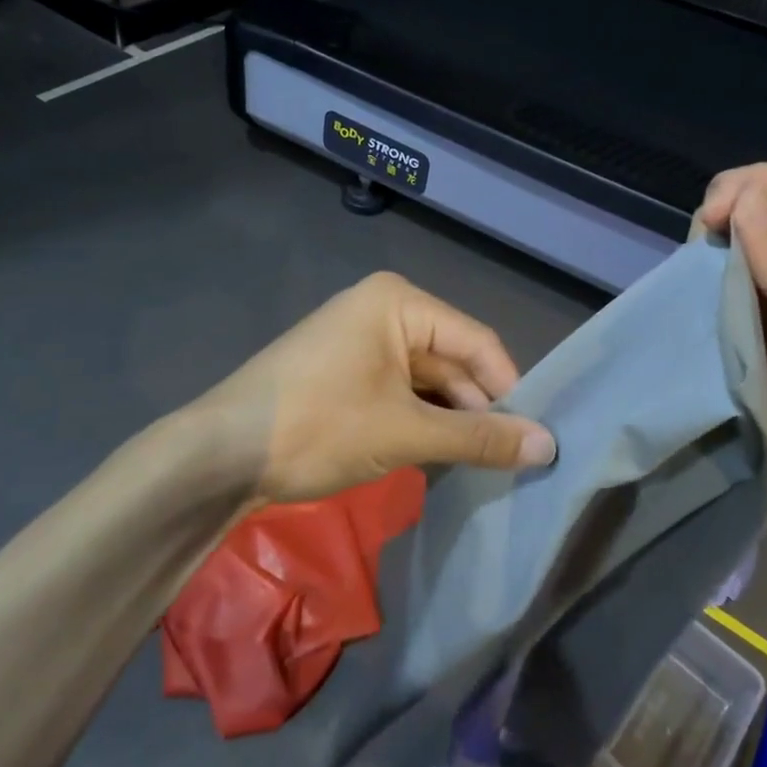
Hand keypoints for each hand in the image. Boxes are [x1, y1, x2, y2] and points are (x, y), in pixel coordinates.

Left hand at [193, 271, 556, 503]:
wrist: (217, 455)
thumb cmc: (317, 426)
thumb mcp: (405, 432)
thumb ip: (478, 437)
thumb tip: (548, 446)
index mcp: (399, 302)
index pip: (476, 342)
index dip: (508, 388)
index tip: (533, 437)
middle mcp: (382, 310)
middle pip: (451, 359)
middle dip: (478, 409)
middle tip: (510, 460)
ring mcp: (359, 340)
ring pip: (425, 379)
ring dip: (450, 419)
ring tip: (481, 465)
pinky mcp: (344, 371)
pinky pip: (398, 390)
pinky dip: (420, 420)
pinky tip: (439, 456)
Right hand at [698, 164, 766, 540]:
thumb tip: (738, 200)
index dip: (736, 195)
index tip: (709, 228)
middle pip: (737, 221)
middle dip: (711, 233)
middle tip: (700, 270)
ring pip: (716, 266)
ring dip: (697, 274)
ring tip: (691, 301)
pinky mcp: (744, 350)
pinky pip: (708, 314)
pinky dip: (692, 311)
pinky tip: (685, 324)